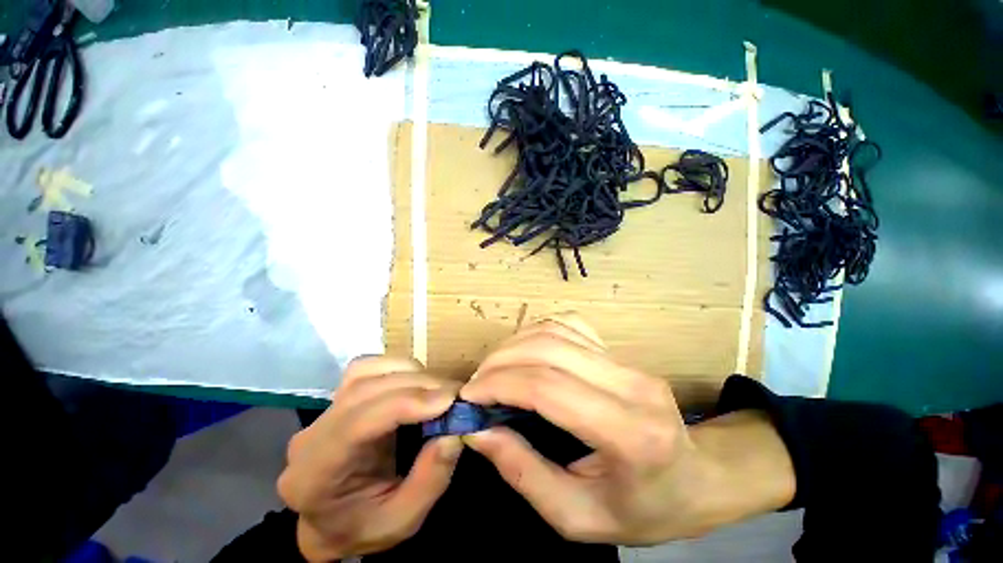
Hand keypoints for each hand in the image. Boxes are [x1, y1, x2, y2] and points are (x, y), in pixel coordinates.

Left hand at [277, 357, 462, 560]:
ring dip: (410, 373)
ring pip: (366, 371)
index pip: (357, 424)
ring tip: (439, 390)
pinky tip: (418, 382)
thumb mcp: (402, 522)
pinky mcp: (340, 396)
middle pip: (365, 390)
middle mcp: (313, 433)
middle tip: (456, 394)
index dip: (406, 403)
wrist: (329, 521)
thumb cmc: (362, 527)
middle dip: (418, 385)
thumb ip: (429, 480)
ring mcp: (325, 409)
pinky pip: (369, 368)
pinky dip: (398, 368)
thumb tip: (454, 432)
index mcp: (316, 474)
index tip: (448, 400)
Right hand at [460, 314, 794, 544]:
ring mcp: (626, 361)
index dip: (500, 385)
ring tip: (493, 370)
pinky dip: (535, 333)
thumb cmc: (644, 509)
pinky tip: (522, 353)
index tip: (469, 398)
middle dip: (500, 362)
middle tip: (476, 385)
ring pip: (555, 330)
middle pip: (548, 350)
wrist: (698, 478)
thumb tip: (478, 433)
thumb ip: (524, 474)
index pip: (548, 388)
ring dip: (514, 345)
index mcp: (629, 433)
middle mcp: (630, 383)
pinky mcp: (618, 350)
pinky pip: (567, 325)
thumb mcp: (579, 518)